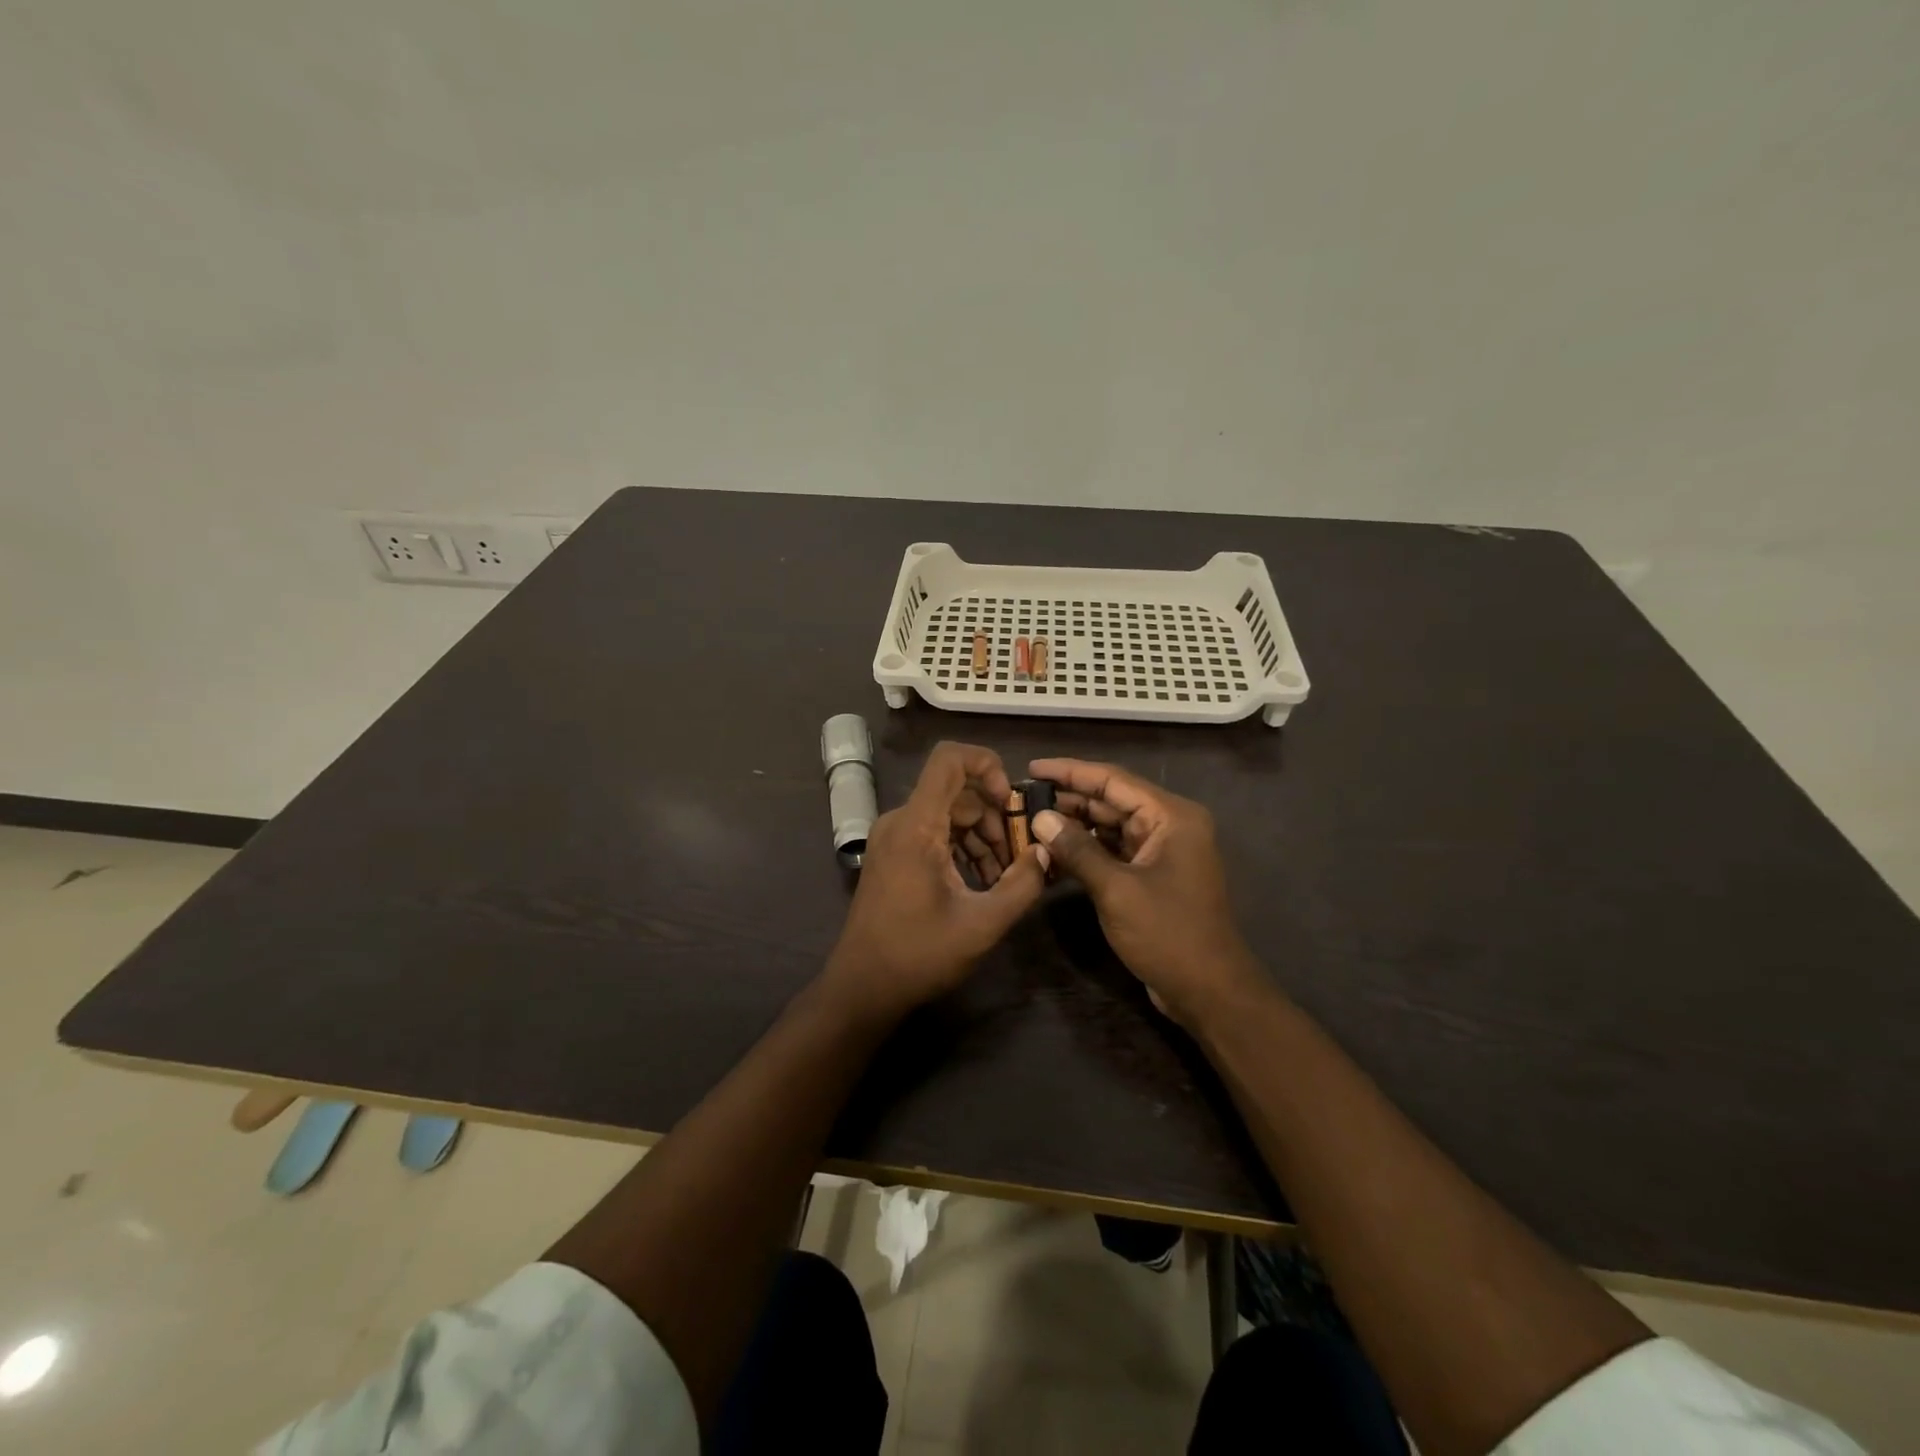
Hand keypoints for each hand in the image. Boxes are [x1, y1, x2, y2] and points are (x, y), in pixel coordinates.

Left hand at [823, 742, 1048, 1021]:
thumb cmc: (919, 955)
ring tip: (1005, 876)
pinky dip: (962, 847)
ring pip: (948, 813)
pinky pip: (934, 833)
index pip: (949, 758)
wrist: (862, 988)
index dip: (987, 765)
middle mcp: (900, 821)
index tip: (1012, 802)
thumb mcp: (982, 924)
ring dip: (982, 835)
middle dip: (995, 816)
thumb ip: (1022, 884)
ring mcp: (893, 838)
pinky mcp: (893, 856)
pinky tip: (981, 882)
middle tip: (1020, 856)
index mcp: (917, 825)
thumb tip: (1046, 852)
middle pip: (957, 791)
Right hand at [1028, 758, 1268, 1027]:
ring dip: (1074, 826)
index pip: (1113, 779)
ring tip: (1031, 822)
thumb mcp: (1116, 889)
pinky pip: (1113, 851)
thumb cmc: (1168, 933)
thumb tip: (1040, 818)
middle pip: (1111, 800)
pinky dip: (1086, 851)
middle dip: (1069, 799)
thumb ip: (1077, 849)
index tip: (1033, 767)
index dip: (1071, 771)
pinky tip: (1053, 853)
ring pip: (1110, 827)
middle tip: (1024, 798)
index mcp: (1171, 816)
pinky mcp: (1151, 875)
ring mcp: (1161, 851)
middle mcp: (1169, 825)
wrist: (1208, 991)